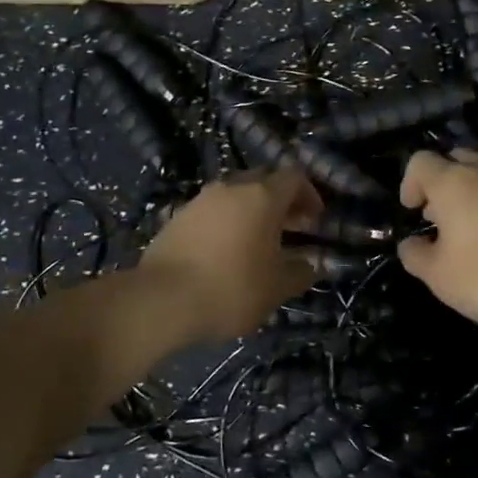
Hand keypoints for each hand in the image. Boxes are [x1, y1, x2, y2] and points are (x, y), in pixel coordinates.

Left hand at [140, 168, 322, 340]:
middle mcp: (232, 187)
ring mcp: (201, 199)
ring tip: (258, 243)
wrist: (161, 301)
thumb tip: (314, 263)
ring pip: (236, 194)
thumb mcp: (277, 287)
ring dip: (252, 211)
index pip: (294, 176)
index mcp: (263, 196)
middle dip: (281, 200)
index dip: (310, 194)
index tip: (315, 220)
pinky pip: (212, 210)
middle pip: (264, 180)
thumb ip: (301, 271)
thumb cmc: (231, 288)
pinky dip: (226, 222)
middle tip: (291, 228)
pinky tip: (225, 252)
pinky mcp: (177, 216)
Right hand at [397, 149, 477, 334]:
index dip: (410, 183)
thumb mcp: (439, 277)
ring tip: (476, 229)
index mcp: (453, 181)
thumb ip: (416, 255)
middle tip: (442, 218)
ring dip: (477, 192)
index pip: (421, 162)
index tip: (414, 211)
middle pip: (458, 159)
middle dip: (444, 183)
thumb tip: (411, 244)